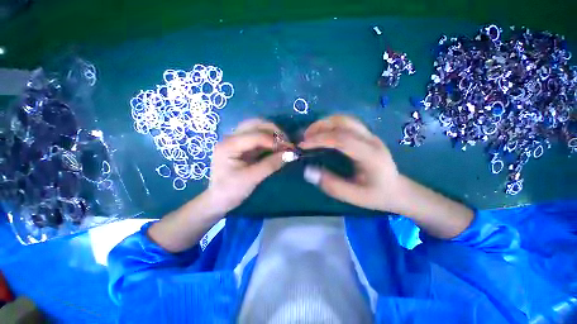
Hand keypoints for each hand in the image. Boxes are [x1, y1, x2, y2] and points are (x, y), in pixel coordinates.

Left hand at [206, 119, 290, 213]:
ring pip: (257, 128)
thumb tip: (291, 154)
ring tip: (283, 145)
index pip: (255, 135)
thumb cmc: (231, 190)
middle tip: (287, 143)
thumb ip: (271, 164)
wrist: (219, 199)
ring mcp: (236, 141)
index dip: (274, 140)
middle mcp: (231, 138)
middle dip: (274, 131)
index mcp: (229, 145)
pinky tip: (276, 147)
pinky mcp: (242, 146)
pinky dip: (269, 140)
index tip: (289, 148)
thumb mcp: (252, 178)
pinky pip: (258, 137)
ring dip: (272, 134)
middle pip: (255, 124)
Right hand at [299, 115, 399, 211]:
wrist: (398, 190)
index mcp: (370, 156)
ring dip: (325, 123)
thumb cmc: (376, 195)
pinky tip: (323, 133)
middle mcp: (371, 140)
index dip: (320, 139)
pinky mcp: (367, 135)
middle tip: (304, 138)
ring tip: (311, 134)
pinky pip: (347, 123)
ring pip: (345, 119)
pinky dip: (331, 124)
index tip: (303, 145)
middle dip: (320, 127)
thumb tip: (308, 171)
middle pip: (343, 122)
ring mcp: (370, 135)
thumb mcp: (353, 197)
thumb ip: (331, 184)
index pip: (342, 139)